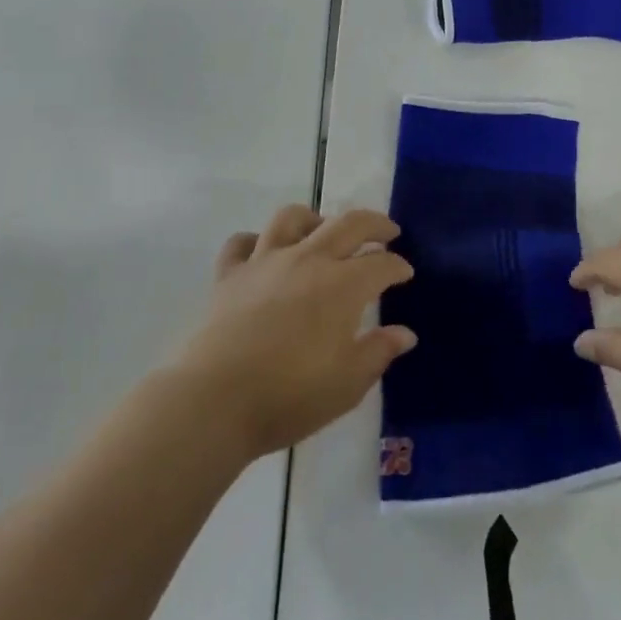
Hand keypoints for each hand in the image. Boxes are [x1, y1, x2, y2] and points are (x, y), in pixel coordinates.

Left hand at [177, 206, 416, 459]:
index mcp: (343, 285)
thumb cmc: (289, 395)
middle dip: (374, 224)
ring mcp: (265, 262)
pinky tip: (263, 253)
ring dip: (315, 219)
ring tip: (323, 231)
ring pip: (292, 219)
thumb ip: (379, 352)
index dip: (398, 266)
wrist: (214, 401)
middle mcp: (308, 260)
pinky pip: (242, 243)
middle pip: (348, 224)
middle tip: (387, 233)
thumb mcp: (348, 383)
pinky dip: (255, 242)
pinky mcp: (229, 275)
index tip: (406, 274)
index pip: (381, 264)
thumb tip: (404, 334)